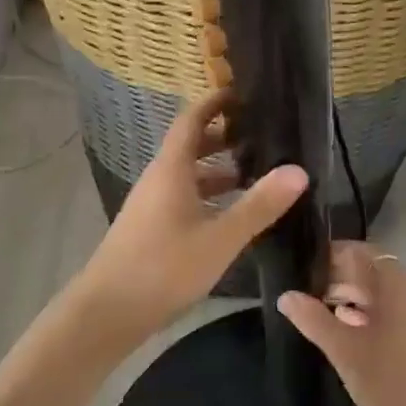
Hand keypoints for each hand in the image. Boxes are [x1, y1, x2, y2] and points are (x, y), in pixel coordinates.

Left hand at [68, 89, 308, 349]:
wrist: (107, 312)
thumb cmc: (164, 267)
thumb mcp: (220, 237)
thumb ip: (259, 205)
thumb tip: (298, 170)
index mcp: (171, 168)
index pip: (191, 120)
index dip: (214, 103)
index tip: (242, 94)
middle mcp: (158, 179)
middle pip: (190, 146)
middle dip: (222, 138)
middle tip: (260, 136)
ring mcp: (151, 206)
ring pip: (187, 176)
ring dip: (217, 171)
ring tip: (254, 175)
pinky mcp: (149, 230)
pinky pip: (182, 199)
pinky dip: (207, 197)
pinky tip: (229, 217)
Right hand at [277, 243, 405, 405]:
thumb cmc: (392, 384)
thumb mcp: (345, 351)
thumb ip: (313, 319)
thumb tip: (286, 296)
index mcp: (397, 285)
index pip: (361, 251)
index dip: (332, 255)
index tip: (304, 266)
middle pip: (373, 271)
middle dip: (340, 277)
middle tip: (307, 290)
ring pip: (383, 294)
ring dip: (353, 297)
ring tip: (322, 311)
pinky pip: (395, 313)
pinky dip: (370, 315)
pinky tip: (349, 333)